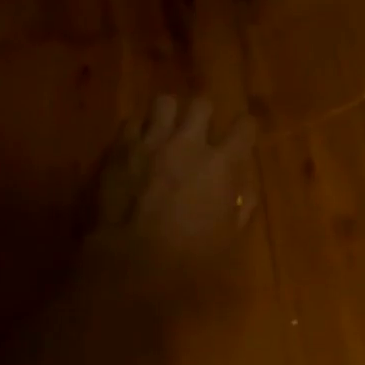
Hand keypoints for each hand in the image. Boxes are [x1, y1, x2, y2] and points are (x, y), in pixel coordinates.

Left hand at [86, 94, 258, 296]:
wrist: (130, 261)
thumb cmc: (188, 257)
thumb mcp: (228, 238)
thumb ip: (241, 206)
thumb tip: (243, 187)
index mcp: (220, 164)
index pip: (244, 127)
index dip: (245, 128)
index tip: (242, 136)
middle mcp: (187, 143)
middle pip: (201, 103)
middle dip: (204, 114)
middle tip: (201, 131)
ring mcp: (150, 142)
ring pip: (164, 102)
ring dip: (169, 115)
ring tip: (166, 131)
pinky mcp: (119, 149)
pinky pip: (131, 123)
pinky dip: (138, 131)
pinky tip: (138, 147)